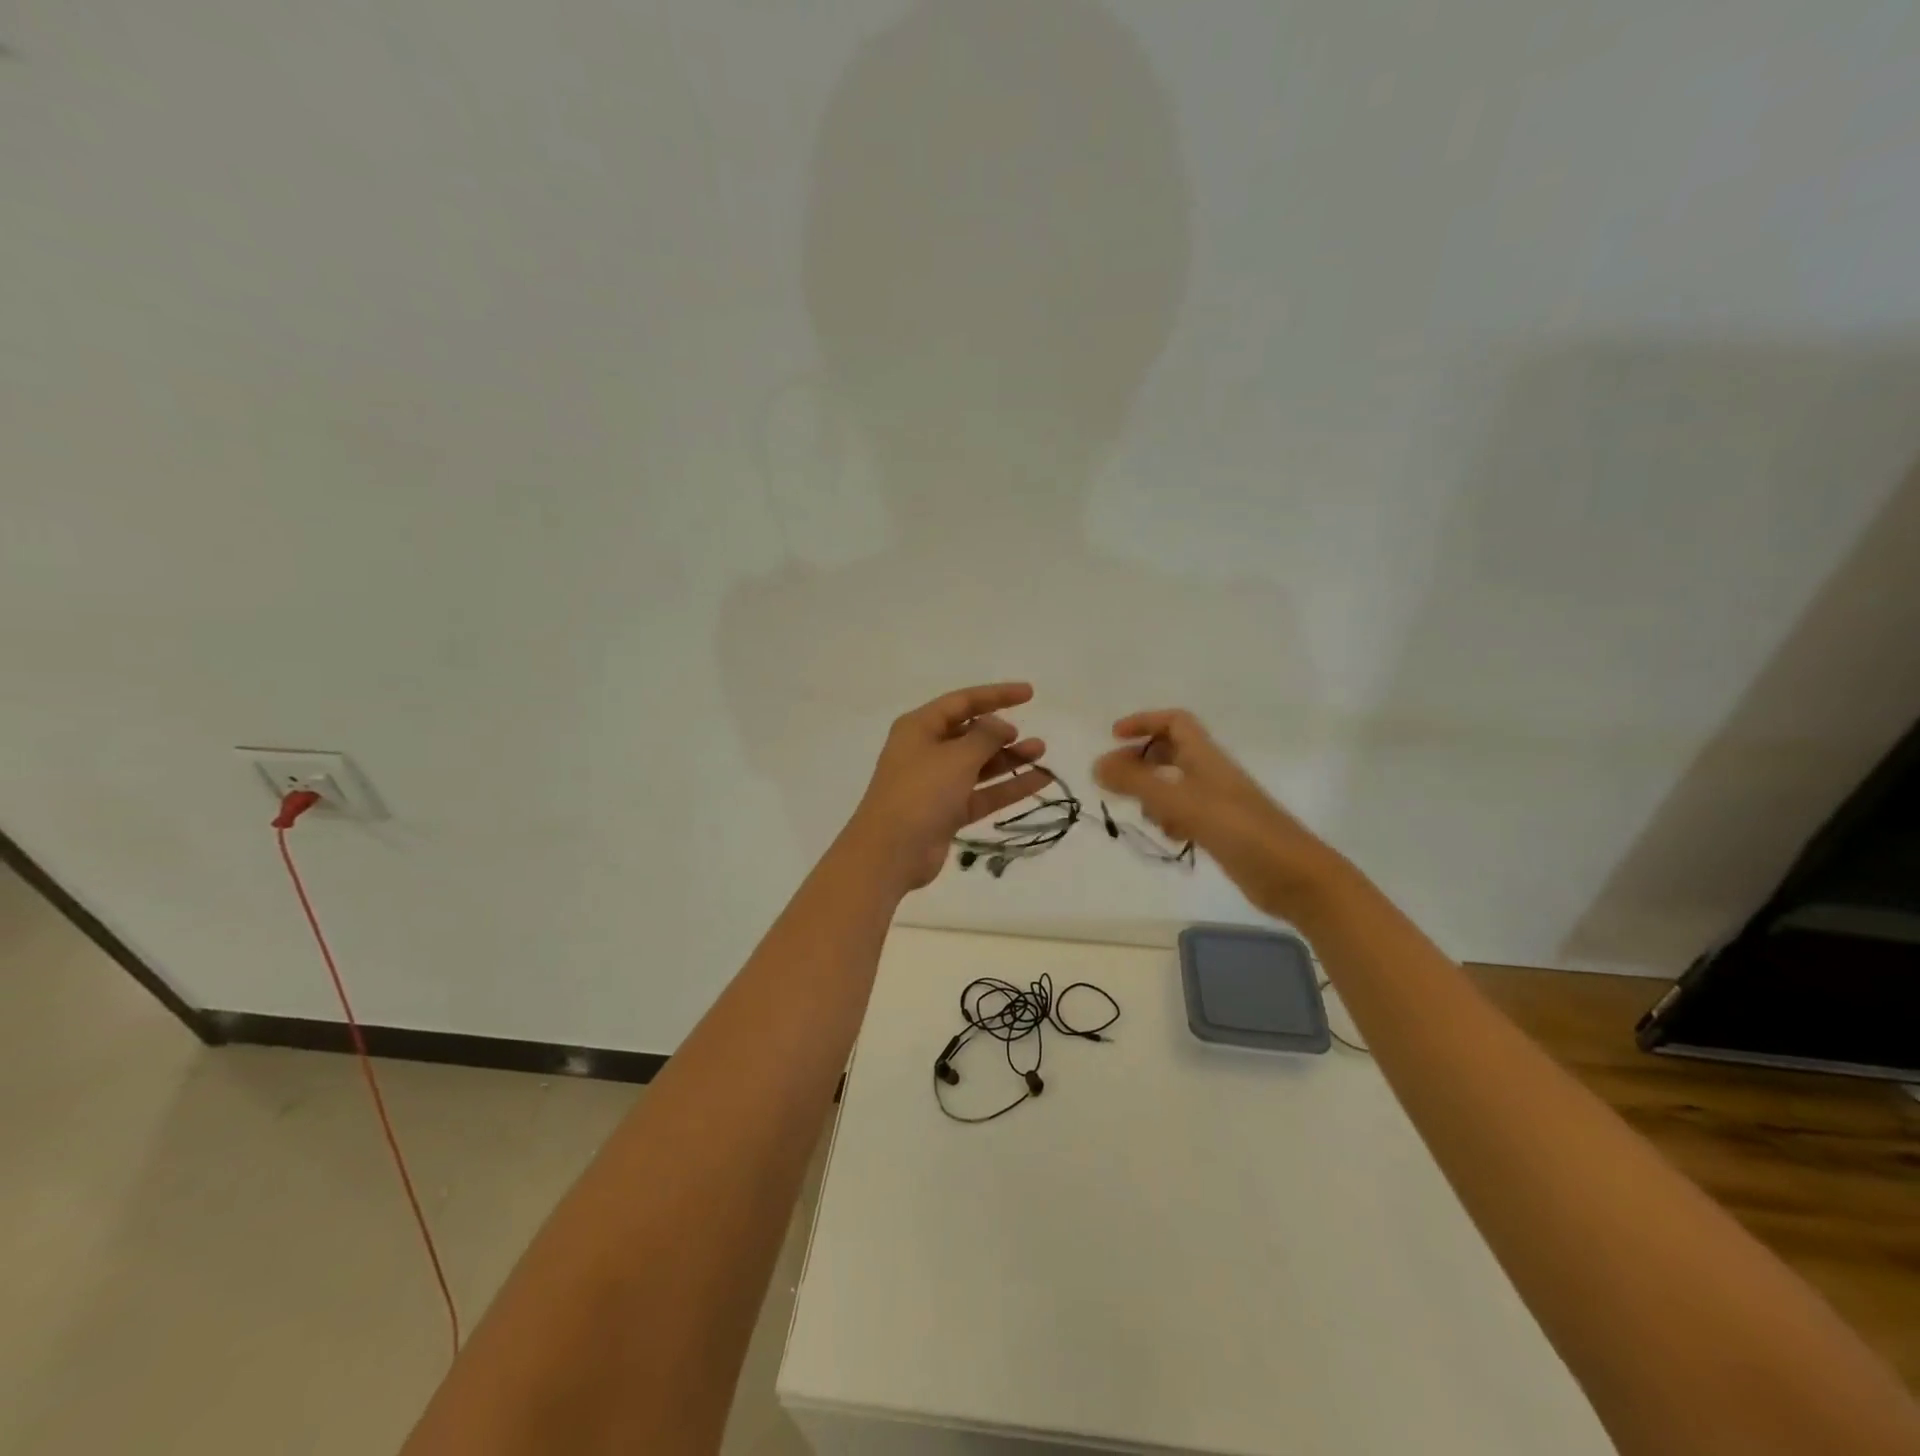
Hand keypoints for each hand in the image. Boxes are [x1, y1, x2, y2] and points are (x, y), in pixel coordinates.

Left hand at [841, 683, 1052, 893]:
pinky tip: (1039, 781)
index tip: (1029, 694)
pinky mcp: (947, 812)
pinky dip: (1007, 787)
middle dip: (1002, 734)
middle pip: (970, 734)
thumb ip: (985, 737)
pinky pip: (982, 793)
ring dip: (1009, 759)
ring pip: (979, 765)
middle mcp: (926, 751)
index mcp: (919, 728)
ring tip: (1041, 753)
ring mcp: (937, 784)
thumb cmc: (920, 793)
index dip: (996, 695)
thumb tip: (999, 725)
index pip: (962, 702)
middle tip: (1031, 739)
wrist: (891, 852)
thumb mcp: (956, 757)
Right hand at [1093, 709, 1344, 917]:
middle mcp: (1212, 774)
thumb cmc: (1239, 831)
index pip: (1174, 722)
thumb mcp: (1181, 803)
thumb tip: (1097, 764)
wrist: (1294, 877)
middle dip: (1141, 761)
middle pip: (1172, 752)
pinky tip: (1171, 836)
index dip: (1143, 723)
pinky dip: (1171, 818)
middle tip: (1116, 781)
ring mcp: (1219, 803)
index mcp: (1206, 758)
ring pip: (1176, 784)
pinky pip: (1186, 813)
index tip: (1113, 739)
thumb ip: (1137, 783)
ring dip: (1153, 793)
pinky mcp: (1223, 830)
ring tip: (1143, 813)